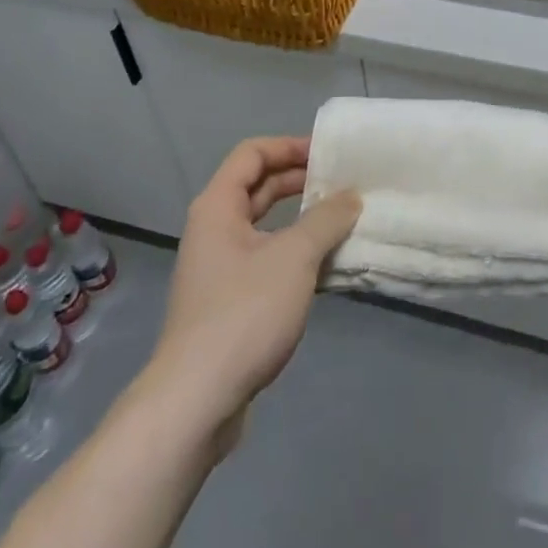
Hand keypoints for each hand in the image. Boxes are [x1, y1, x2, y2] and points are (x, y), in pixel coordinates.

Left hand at [145, 137, 360, 424]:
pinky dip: (293, 253)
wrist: (195, 402)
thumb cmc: (244, 313)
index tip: (327, 153)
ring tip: (340, 219)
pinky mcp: (227, 303)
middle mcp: (213, 230)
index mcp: (218, 207)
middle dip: (298, 181)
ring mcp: (218, 268)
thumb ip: (326, 219)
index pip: (252, 153)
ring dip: (300, 219)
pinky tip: (325, 266)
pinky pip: (265, 259)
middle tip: (340, 182)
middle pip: (257, 187)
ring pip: (263, 226)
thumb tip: (351, 196)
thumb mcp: (295, 257)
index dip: (289, 146)